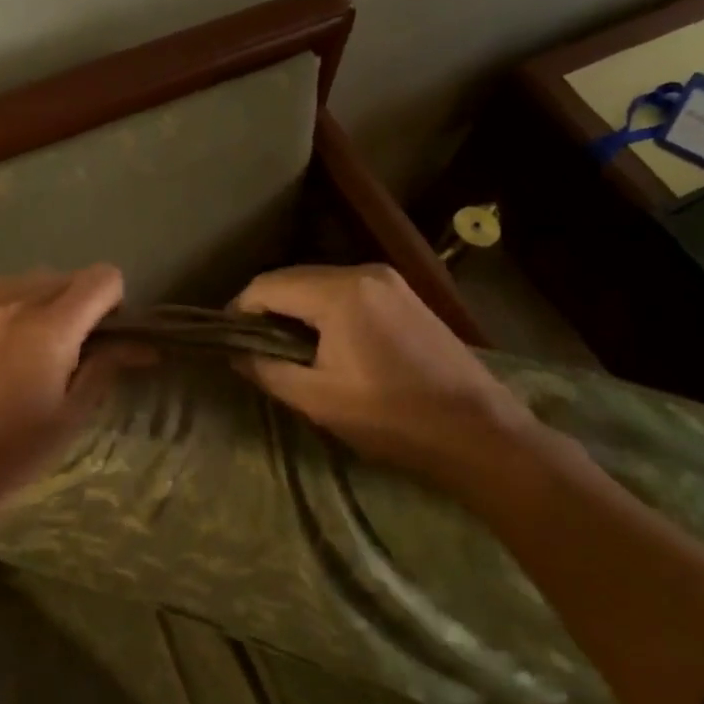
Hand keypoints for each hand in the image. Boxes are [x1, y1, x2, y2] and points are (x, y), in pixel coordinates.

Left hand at [0, 265, 136, 511]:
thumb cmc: (17, 451)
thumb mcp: (72, 414)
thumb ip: (107, 366)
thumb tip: (144, 346)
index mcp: (49, 328)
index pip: (102, 278)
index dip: (114, 303)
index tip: (106, 335)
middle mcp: (13, 302)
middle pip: (68, 276)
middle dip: (82, 303)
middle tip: (74, 346)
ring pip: (31, 278)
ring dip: (47, 299)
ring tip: (36, 342)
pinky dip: (13, 301)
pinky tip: (6, 337)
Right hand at [231, 263, 544, 484]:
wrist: (477, 430)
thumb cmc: (391, 417)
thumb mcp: (317, 399)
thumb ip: (267, 369)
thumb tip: (235, 354)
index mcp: (340, 292)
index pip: (267, 286)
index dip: (239, 310)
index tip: (226, 339)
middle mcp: (364, 272)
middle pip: (294, 279)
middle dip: (266, 308)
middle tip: (251, 346)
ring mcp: (389, 281)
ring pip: (320, 284)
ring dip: (295, 309)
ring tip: (283, 348)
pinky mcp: (405, 295)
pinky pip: (347, 292)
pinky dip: (324, 309)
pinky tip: (323, 342)